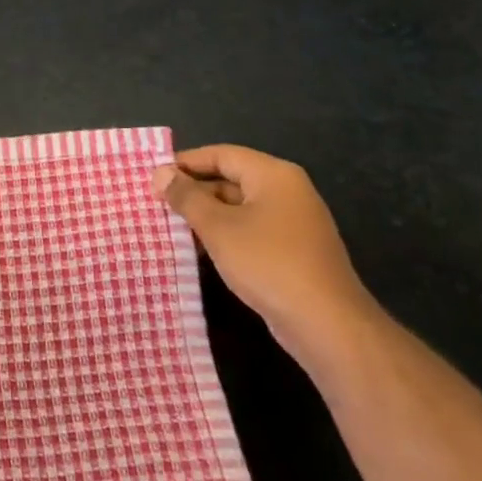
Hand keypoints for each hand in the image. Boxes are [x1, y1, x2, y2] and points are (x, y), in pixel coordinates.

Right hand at [155, 145, 379, 365]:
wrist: (328, 325)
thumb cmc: (268, 263)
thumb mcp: (218, 227)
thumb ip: (186, 197)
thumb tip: (160, 173)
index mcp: (273, 175)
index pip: (221, 154)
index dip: (186, 162)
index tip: (154, 175)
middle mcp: (287, 191)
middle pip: (231, 179)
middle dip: (194, 191)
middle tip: (157, 203)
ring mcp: (293, 223)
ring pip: (239, 208)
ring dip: (206, 216)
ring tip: (170, 228)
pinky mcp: (293, 252)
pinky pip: (251, 231)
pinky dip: (225, 235)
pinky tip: (200, 252)